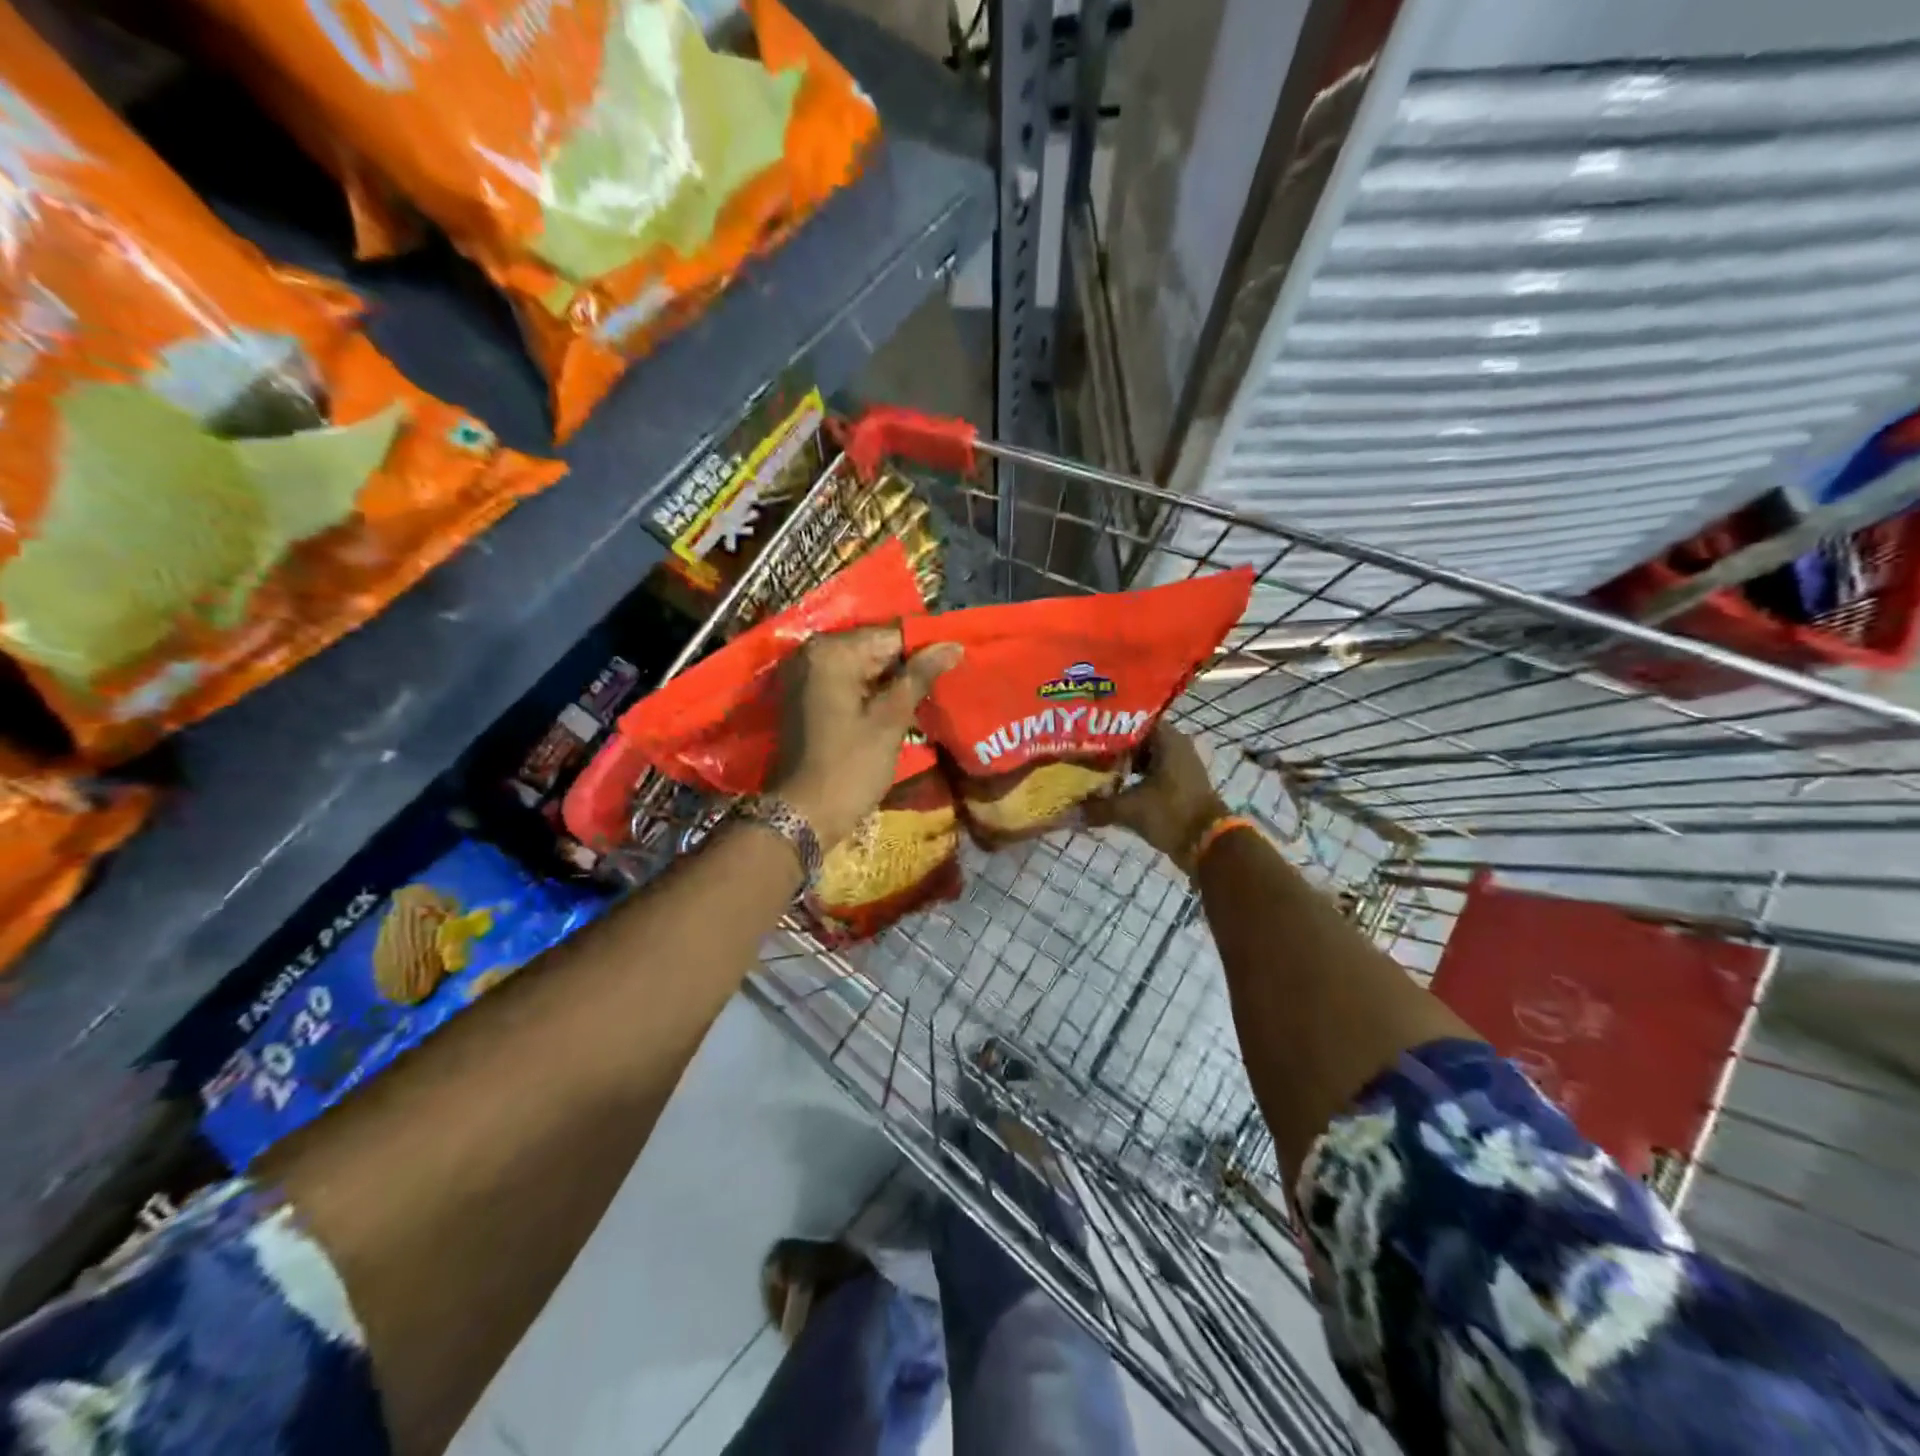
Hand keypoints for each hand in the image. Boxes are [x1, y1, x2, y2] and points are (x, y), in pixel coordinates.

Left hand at [769, 626, 961, 847]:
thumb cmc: (850, 766)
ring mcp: (803, 674)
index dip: (924, 650)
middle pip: (873, 648)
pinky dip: (869, 692)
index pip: (891, 635)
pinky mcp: (803, 696)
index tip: (953, 666)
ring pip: (861, 666)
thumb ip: (919, 676)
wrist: (803, 813)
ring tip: (925, 698)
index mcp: (831, 652)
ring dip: (890, 681)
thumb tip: (953, 644)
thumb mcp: (890, 720)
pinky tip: (894, 709)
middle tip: (943, 685)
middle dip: (907, 666)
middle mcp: (811, 653)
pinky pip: (845, 682)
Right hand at [1083, 723, 1227, 874]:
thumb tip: (1067, 812)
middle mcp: (1175, 747)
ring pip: (1142, 760)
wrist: (1209, 844)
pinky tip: (1109, 788)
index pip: (1131, 721)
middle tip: (1082, 752)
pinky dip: (1131, 780)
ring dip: (1120, 766)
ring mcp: (1178, 767)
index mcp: (1168, 739)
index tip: (1084, 733)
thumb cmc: (1172, 813)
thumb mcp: (1130, 809)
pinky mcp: (1178, 786)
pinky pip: (1149, 776)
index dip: (1106, 727)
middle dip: (1109, 748)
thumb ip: (1098, 807)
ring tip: (1090, 770)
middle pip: (1135, 740)